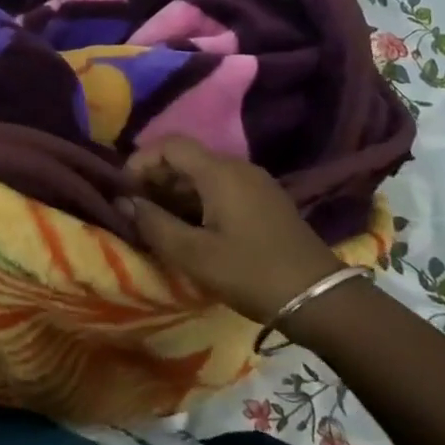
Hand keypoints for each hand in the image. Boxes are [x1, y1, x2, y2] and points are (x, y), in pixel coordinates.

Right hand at [123, 136, 347, 323]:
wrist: (321, 299)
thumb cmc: (253, 273)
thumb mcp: (196, 255)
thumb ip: (155, 225)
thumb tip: (123, 202)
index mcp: (219, 171)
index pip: (170, 144)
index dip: (141, 160)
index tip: (124, 190)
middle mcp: (237, 166)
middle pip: (186, 157)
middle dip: (155, 178)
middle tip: (136, 210)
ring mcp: (255, 183)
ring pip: (203, 174)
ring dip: (175, 192)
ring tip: (158, 223)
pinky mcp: (265, 201)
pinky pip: (221, 187)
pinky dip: (197, 200)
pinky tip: (191, 229)